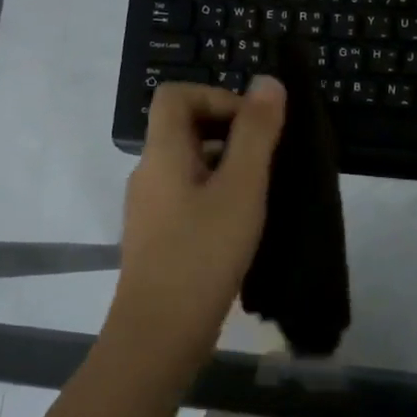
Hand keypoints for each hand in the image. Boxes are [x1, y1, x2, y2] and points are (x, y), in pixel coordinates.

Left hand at [104, 77, 286, 380]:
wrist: (159, 335)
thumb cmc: (202, 253)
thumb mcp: (241, 188)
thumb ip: (256, 133)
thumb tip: (268, 81)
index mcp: (162, 153)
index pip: (176, 95)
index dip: (216, 97)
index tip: (252, 126)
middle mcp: (149, 173)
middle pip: (183, 127)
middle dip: (229, 132)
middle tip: (266, 160)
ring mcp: (150, 207)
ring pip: (189, 164)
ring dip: (226, 166)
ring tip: (262, 194)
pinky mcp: (158, 236)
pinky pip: (188, 195)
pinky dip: (216, 194)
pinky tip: (242, 225)